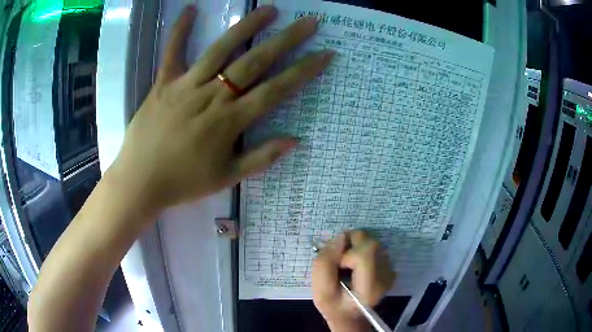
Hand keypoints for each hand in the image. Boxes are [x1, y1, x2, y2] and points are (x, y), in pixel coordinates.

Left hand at [106, 6, 334, 215]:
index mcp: (229, 121)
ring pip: (220, 50)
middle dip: (285, 40)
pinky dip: (179, 30)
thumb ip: (261, 158)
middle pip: (254, 62)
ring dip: (247, 26)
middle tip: (308, 22)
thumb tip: (295, 140)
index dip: (303, 71)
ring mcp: (185, 86)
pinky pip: (172, 52)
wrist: (140, 181)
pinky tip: (191, 9)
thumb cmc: (184, 182)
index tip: (325, 54)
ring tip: (269, 9)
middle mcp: (211, 97)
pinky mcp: (163, 83)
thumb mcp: (226, 178)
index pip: (275, 90)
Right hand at [312, 231, 395, 331]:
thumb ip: (325, 263)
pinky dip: (362, 250)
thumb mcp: (320, 291)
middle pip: (370, 243)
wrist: (351, 315)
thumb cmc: (334, 306)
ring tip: (347, 264)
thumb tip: (341, 237)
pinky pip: (374, 247)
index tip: (338, 267)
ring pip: (372, 242)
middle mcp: (386, 276)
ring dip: (356, 247)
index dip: (346, 255)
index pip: (364, 255)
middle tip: (340, 261)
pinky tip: (356, 265)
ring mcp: (390, 270)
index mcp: (370, 287)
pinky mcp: (389, 266)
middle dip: (351, 245)